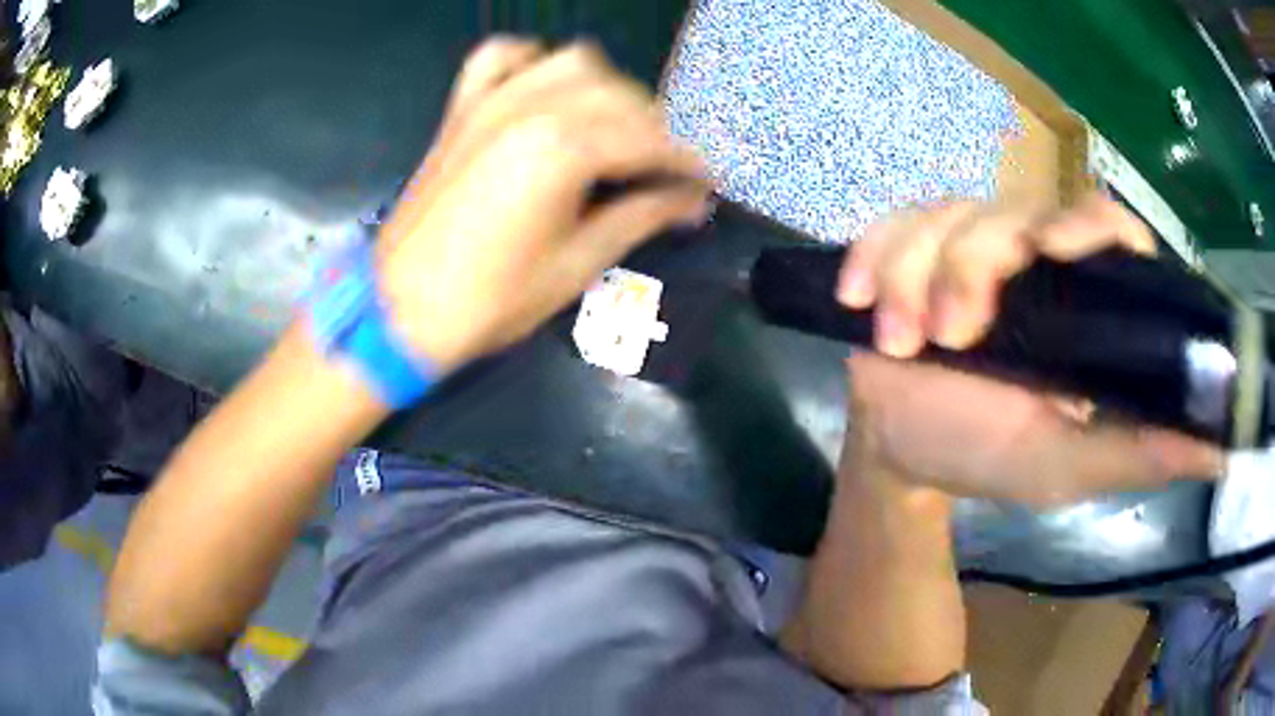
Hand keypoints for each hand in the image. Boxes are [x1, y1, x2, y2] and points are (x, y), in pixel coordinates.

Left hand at [375, 39, 711, 372]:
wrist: (400, 308)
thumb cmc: (490, 299)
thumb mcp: (577, 265)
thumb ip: (641, 218)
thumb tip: (690, 201)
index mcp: (564, 149)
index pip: (649, 140)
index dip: (686, 161)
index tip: (705, 182)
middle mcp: (532, 107)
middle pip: (620, 94)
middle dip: (655, 128)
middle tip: (662, 170)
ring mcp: (492, 100)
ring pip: (573, 61)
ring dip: (608, 88)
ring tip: (614, 128)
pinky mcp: (464, 108)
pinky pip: (504, 57)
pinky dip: (534, 61)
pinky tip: (547, 88)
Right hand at [836, 197, 1223, 507]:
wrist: (903, 452)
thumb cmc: (989, 456)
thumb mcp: (1071, 466)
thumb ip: (1141, 454)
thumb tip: (1220, 455)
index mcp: (1079, 302)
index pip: (1103, 226)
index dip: (1085, 224)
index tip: (1052, 251)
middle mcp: (1030, 257)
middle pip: (1011, 211)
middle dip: (971, 266)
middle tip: (949, 337)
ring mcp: (967, 245)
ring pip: (945, 215)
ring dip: (913, 276)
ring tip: (896, 343)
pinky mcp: (908, 247)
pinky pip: (888, 225)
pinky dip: (871, 257)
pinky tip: (858, 300)